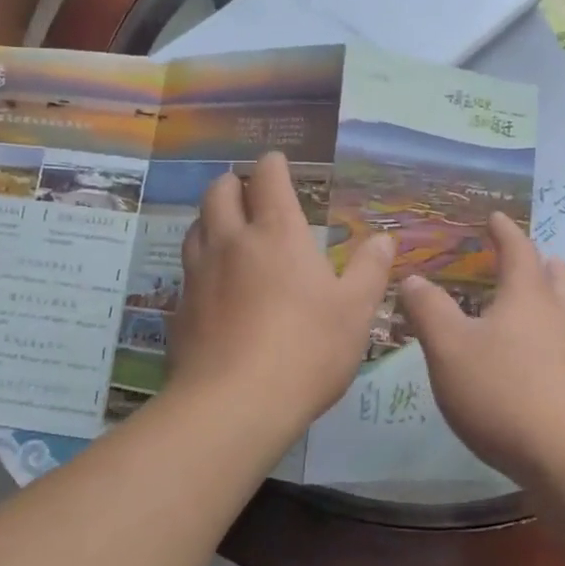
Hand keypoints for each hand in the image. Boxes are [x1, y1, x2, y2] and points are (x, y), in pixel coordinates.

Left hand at [168, 152, 395, 429]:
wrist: (234, 404)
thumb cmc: (307, 349)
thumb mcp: (355, 310)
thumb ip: (370, 269)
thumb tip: (384, 238)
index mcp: (276, 233)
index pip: (268, 178)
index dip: (273, 164)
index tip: (277, 162)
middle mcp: (232, 242)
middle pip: (220, 192)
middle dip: (234, 183)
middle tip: (248, 191)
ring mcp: (199, 274)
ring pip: (196, 226)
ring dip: (211, 217)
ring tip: (226, 228)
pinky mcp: (180, 308)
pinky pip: (187, 269)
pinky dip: (200, 261)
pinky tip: (212, 283)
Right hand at [397, 213, 564, 482]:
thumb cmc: (504, 393)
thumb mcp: (449, 349)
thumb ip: (429, 311)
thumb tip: (413, 278)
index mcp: (527, 297)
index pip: (518, 251)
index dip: (505, 232)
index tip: (496, 217)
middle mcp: (560, 317)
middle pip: (558, 278)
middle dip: (542, 263)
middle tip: (532, 258)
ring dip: (558, 297)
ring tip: (541, 301)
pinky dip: (559, 338)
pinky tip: (544, 361)